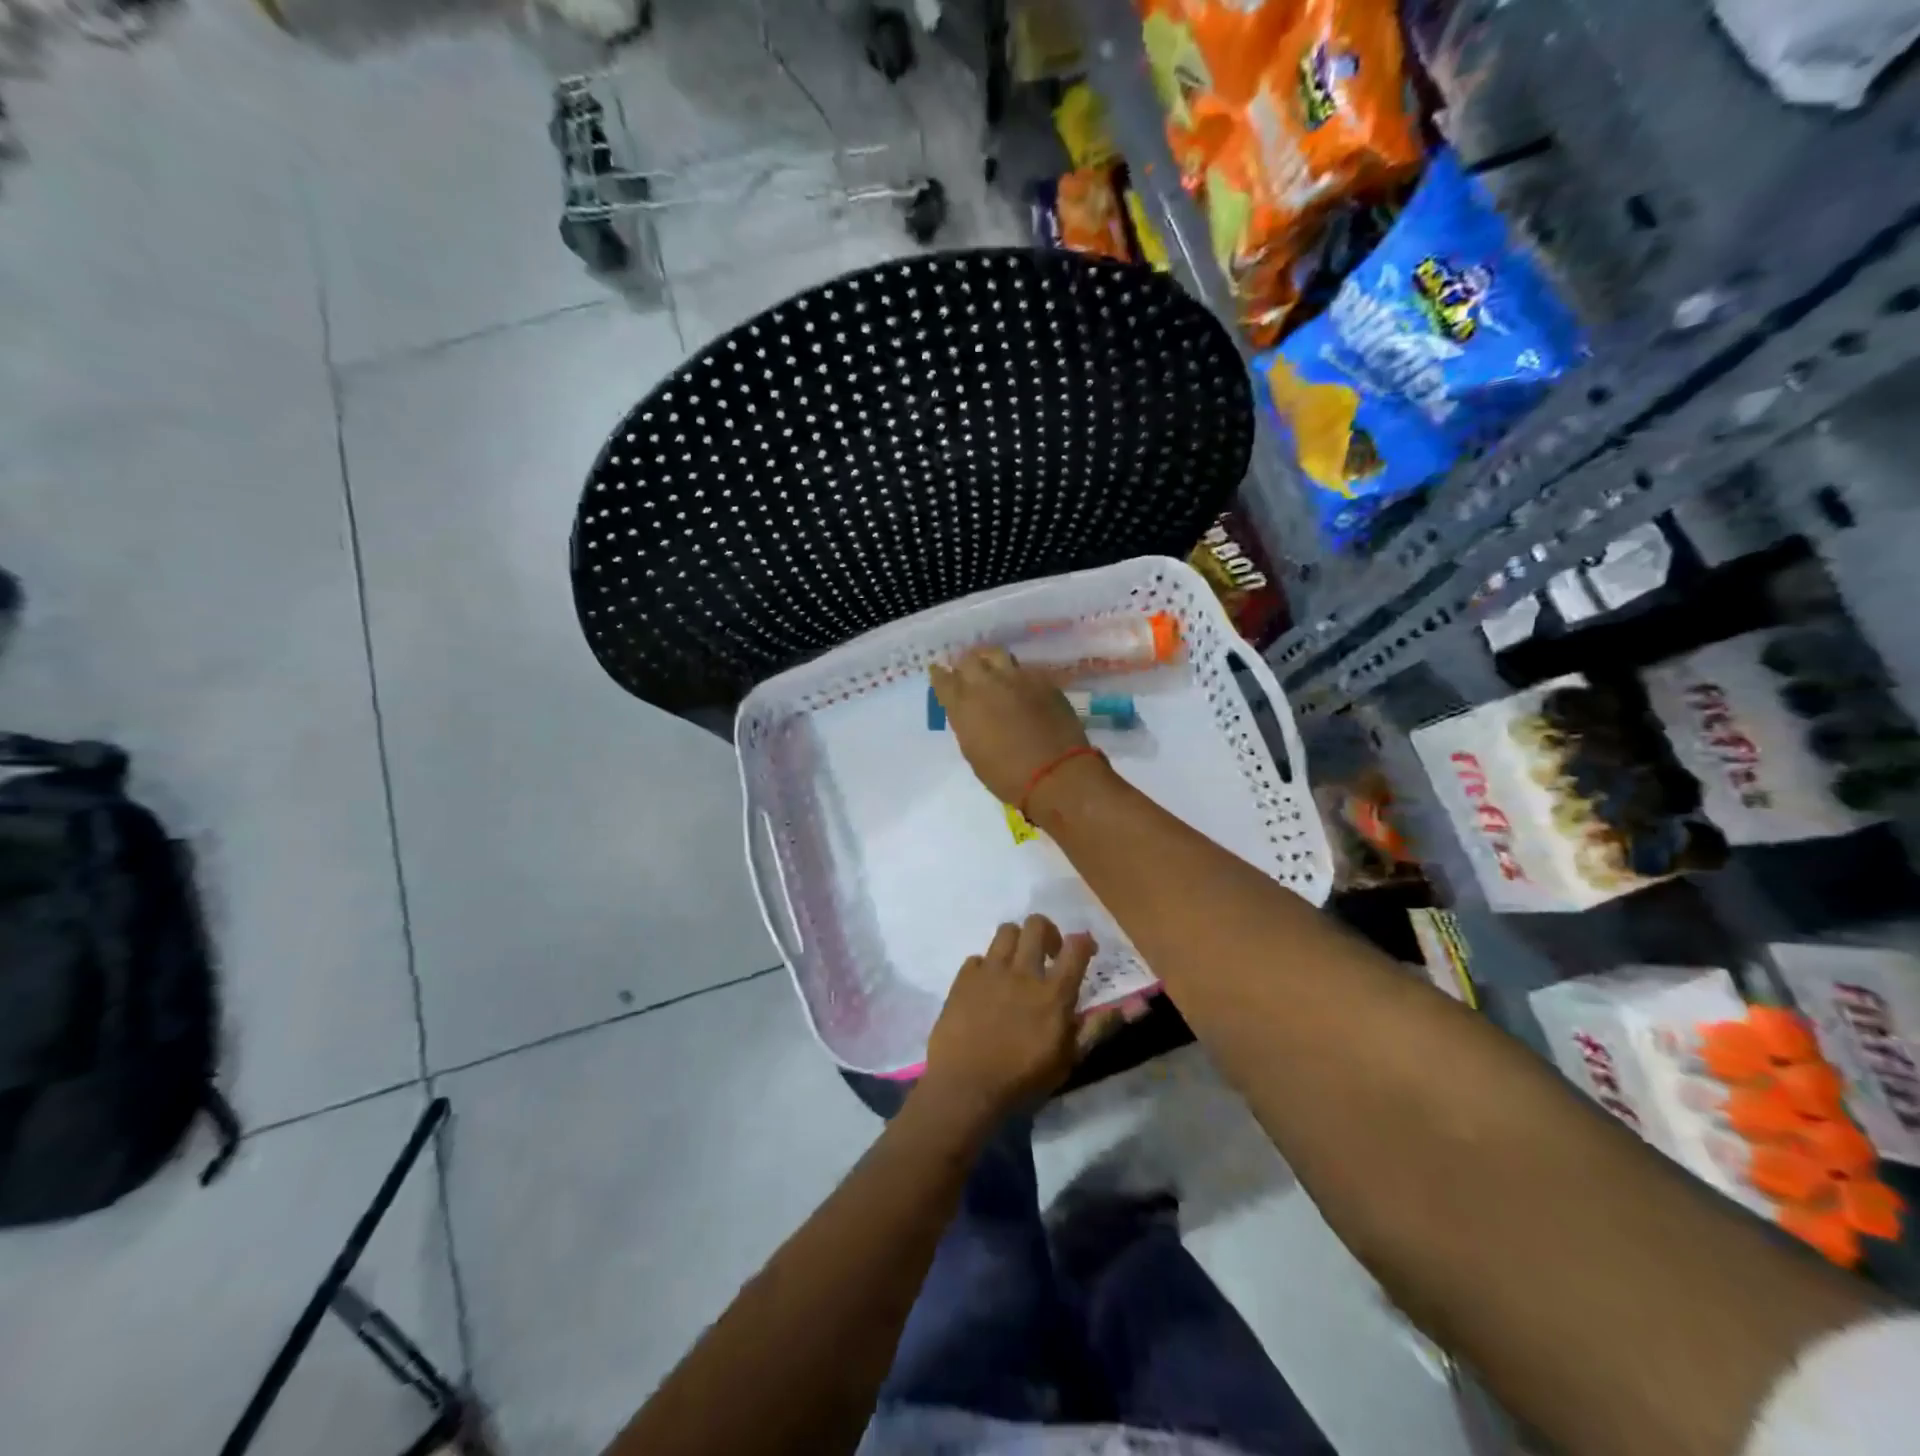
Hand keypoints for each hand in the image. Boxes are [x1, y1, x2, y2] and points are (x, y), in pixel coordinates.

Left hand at [920, 915, 1108, 1123]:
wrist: (966, 1087)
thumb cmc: (1022, 1080)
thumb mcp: (1067, 1060)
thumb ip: (1095, 1028)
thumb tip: (1129, 1008)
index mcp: (1053, 993)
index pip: (1076, 948)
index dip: (1084, 942)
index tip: (1085, 949)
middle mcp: (1023, 972)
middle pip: (1037, 925)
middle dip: (1047, 932)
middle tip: (1048, 954)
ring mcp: (990, 971)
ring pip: (1006, 931)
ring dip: (1016, 942)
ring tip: (1016, 964)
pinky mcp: (963, 978)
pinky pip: (978, 957)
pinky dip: (986, 967)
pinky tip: (987, 987)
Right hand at [929, 647, 1095, 808]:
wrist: (1055, 773)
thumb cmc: (1007, 776)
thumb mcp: (973, 753)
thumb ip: (967, 724)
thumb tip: (970, 713)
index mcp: (963, 706)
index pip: (943, 679)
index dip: (939, 675)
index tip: (939, 673)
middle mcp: (986, 684)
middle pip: (968, 660)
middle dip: (964, 664)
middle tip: (966, 671)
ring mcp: (1016, 678)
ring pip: (996, 654)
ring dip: (989, 659)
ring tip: (991, 667)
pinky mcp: (1042, 680)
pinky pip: (1023, 668)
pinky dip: (1017, 674)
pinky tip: (1020, 684)